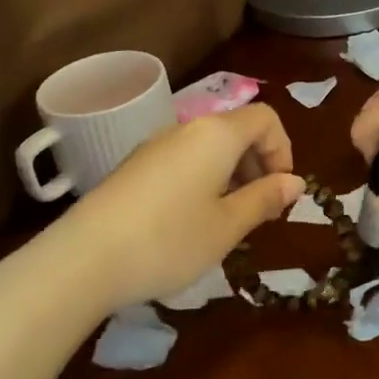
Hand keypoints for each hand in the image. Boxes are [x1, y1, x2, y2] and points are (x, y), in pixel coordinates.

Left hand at [58, 104, 302, 311]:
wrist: (83, 260)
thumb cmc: (169, 240)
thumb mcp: (227, 226)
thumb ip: (265, 199)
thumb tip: (296, 182)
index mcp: (217, 134)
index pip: (266, 119)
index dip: (283, 150)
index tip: (280, 192)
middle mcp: (187, 128)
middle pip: (237, 130)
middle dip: (258, 164)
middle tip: (259, 211)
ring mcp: (156, 146)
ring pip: (210, 147)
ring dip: (231, 175)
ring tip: (226, 221)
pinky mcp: (134, 166)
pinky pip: (184, 160)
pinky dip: (202, 180)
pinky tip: (190, 222)